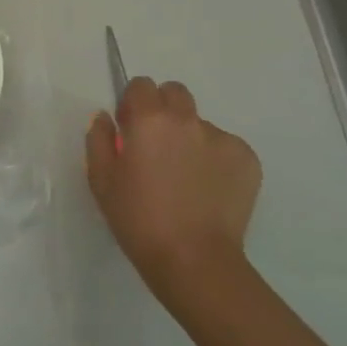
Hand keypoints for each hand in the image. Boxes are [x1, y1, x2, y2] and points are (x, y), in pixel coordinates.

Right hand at [86, 77, 261, 291]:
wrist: (194, 260)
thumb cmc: (138, 219)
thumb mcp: (101, 180)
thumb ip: (98, 139)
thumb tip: (105, 118)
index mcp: (149, 119)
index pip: (141, 85)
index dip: (133, 104)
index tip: (130, 130)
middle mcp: (188, 119)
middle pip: (175, 93)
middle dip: (163, 109)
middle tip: (156, 145)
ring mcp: (222, 138)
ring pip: (200, 124)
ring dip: (189, 138)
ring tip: (185, 178)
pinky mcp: (248, 160)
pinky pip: (225, 147)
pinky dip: (214, 160)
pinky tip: (207, 190)